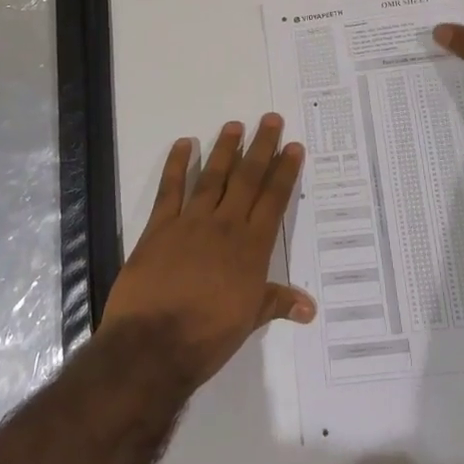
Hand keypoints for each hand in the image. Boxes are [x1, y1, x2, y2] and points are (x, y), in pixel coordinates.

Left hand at [100, 115, 315, 392]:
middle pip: (247, 178)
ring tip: (234, 125)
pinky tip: (184, 144)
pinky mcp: (159, 226)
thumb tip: (310, 307)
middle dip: (261, 147)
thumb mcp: (248, 321)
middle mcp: (225, 226)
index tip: (292, 146)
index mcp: (251, 248)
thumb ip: (276, 303)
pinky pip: (170, 189)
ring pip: (213, 177)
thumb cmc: (206, 337)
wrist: (153, 345)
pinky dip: (177, 164)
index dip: (284, 171)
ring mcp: (191, 222)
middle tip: (270, 119)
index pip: (273, 200)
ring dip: (224, 149)